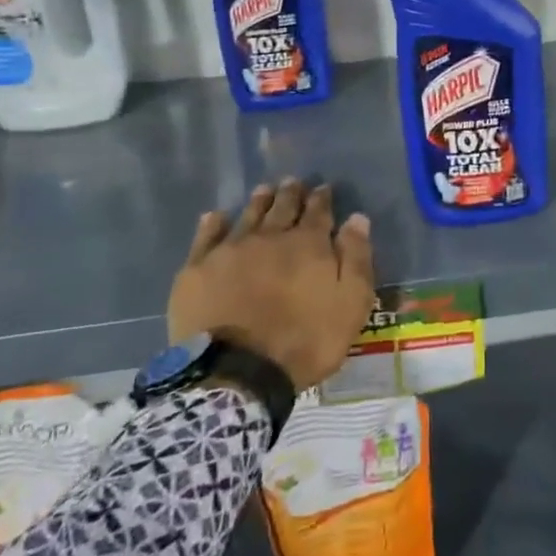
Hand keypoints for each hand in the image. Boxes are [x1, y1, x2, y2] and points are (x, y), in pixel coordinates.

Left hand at [168, 180, 376, 392]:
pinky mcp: (197, 270)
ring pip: (248, 216)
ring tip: (264, 190)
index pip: (318, 212)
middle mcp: (270, 237)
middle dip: (291, 194)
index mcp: (308, 245)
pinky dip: (213, 224)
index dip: (322, 198)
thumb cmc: (304, 341)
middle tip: (293, 182)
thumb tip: (357, 218)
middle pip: (283, 207)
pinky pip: (206, 237)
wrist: (237, 373)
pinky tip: (216, 216)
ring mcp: (230, 250)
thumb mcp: (350, 305)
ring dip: (259, 202)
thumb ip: (356, 259)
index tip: (323, 187)